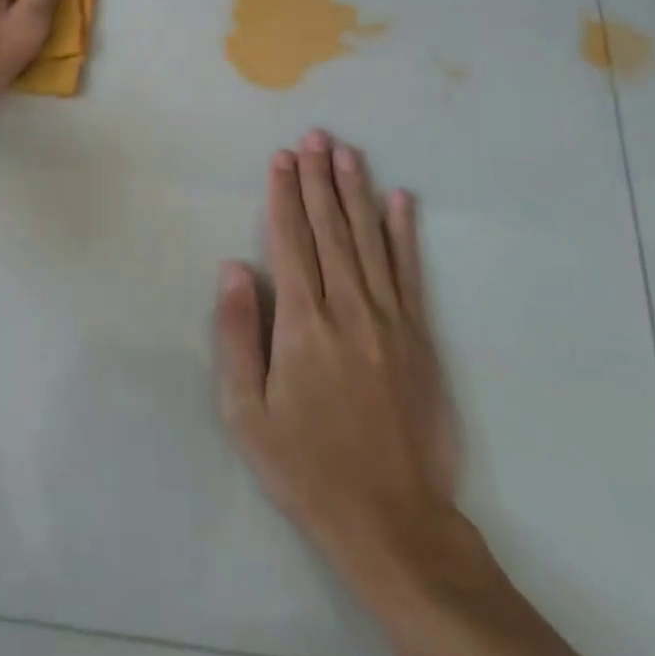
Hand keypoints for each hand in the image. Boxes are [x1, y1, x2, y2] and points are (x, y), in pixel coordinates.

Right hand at [215, 129, 474, 598]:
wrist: (393, 520)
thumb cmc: (306, 465)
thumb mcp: (247, 411)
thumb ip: (238, 334)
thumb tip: (234, 268)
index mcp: (302, 323)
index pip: (291, 241)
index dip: (284, 195)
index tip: (281, 157)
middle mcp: (348, 308)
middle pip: (330, 228)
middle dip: (318, 178)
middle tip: (314, 135)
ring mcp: (390, 319)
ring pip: (369, 239)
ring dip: (355, 191)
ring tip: (346, 152)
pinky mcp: (419, 337)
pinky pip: (409, 272)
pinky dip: (404, 232)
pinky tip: (400, 201)